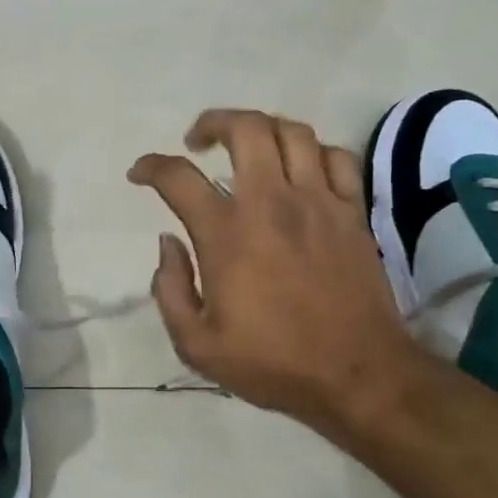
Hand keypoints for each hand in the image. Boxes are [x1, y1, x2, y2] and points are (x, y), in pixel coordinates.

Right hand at [128, 109, 418, 432]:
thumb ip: (169, 290)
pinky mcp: (352, 213)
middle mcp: (271, 204)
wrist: (358, 376)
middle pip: (245, 129)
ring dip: (262, 129)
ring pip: (292, 133)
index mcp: (226, 234)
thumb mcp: (196, 344)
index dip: (151, 167)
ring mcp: (318, 203)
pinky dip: (312, 151)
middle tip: (197, 142)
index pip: (178, 177)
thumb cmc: (272, 363)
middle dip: (213, 122)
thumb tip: (169, 243)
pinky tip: (299, 170)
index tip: (139, 173)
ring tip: (247, 147)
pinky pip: (337, 157)